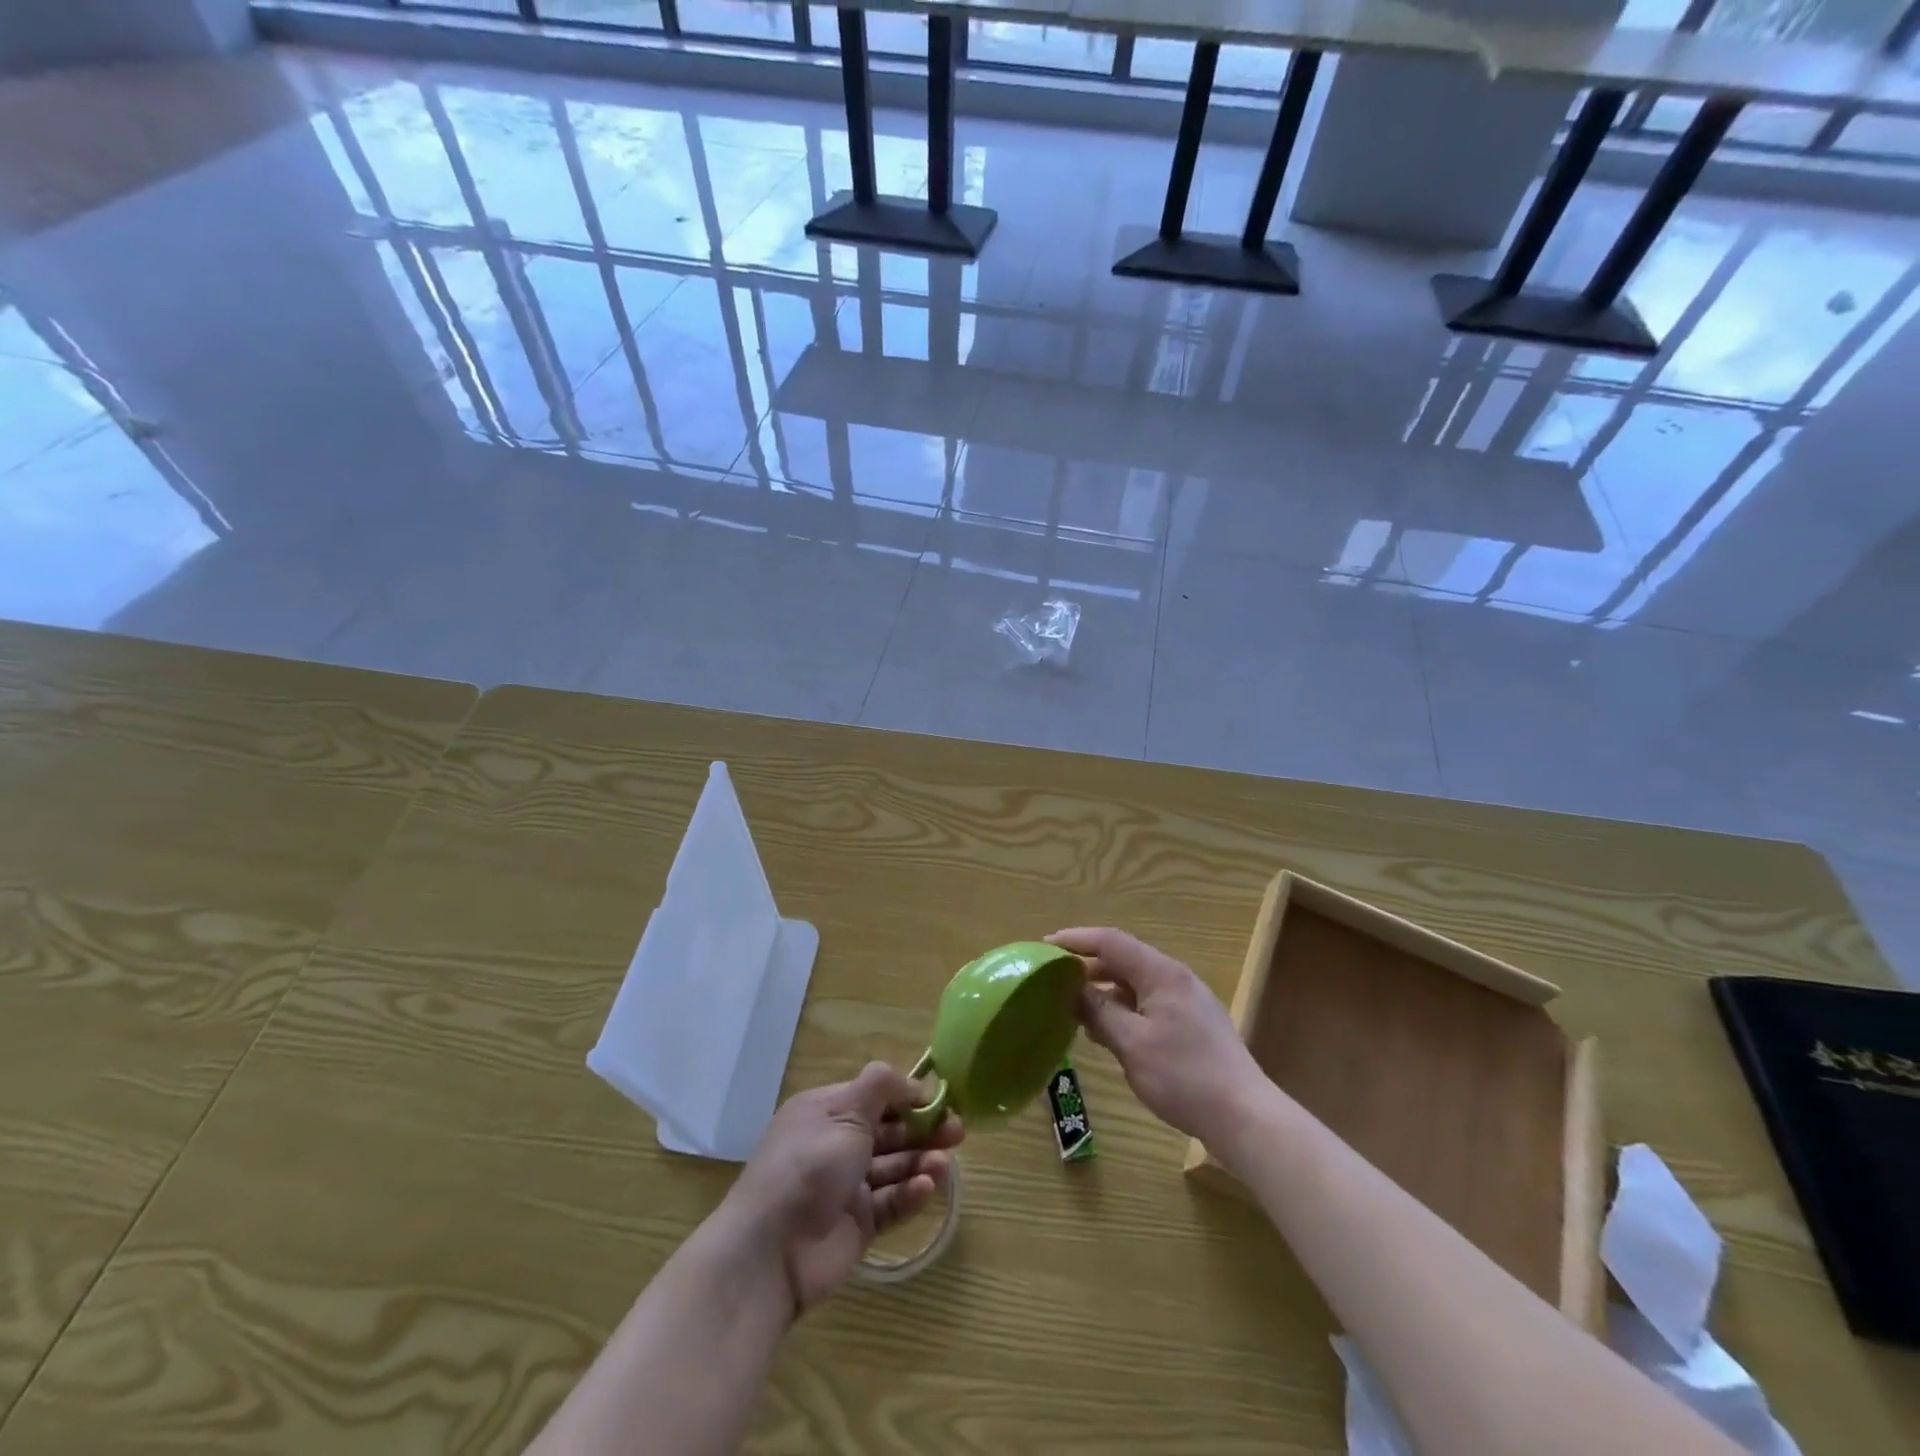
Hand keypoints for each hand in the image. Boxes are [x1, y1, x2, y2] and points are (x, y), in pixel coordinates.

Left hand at [722, 1063, 963, 1312]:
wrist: (770, 1251)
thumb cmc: (808, 1165)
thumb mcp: (845, 1112)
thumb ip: (881, 1087)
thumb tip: (914, 1080)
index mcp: (827, 1111)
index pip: (875, 1095)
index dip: (907, 1095)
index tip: (940, 1098)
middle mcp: (837, 1144)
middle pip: (889, 1131)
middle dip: (923, 1129)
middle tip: (958, 1131)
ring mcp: (847, 1186)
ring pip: (893, 1167)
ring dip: (921, 1161)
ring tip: (946, 1165)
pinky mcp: (858, 1224)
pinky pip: (891, 1203)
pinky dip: (910, 1194)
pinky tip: (927, 1189)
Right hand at [1047, 928, 1265, 1147]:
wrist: (1246, 1117)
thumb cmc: (1184, 1076)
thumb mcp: (1131, 1043)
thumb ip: (1099, 1011)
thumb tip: (1072, 990)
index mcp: (1161, 973)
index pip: (1110, 941)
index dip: (1075, 940)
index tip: (1044, 946)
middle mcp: (1175, 978)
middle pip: (1123, 960)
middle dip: (1087, 968)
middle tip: (1053, 981)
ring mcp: (1186, 1002)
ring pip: (1135, 984)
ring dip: (1104, 992)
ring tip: (1073, 1009)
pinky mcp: (1192, 1025)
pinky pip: (1148, 1005)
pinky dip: (1123, 1010)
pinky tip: (1106, 1032)